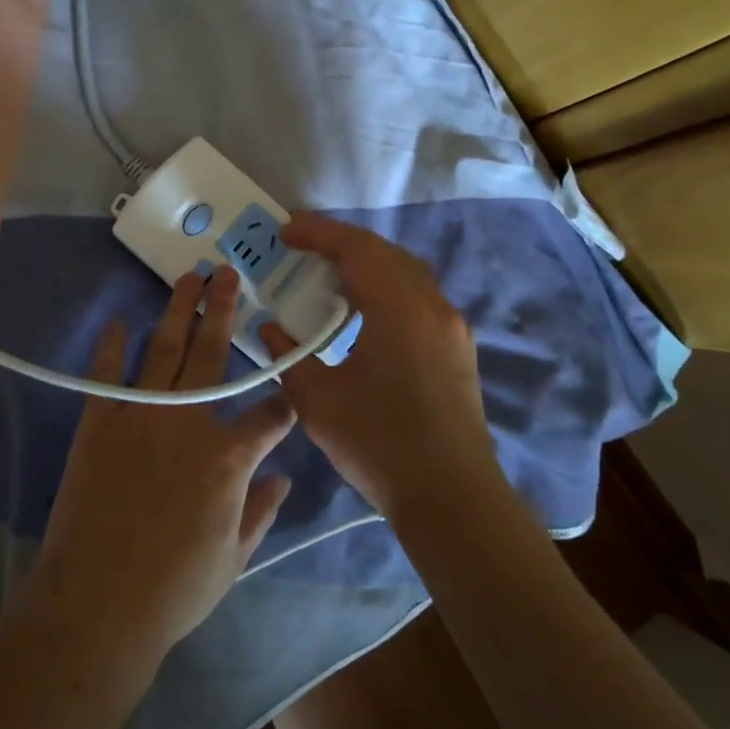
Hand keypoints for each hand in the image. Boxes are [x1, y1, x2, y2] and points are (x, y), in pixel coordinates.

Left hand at [23, 267, 297, 680]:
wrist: (97, 604)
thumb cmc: (175, 589)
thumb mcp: (234, 557)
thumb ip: (262, 511)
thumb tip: (283, 478)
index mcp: (229, 457)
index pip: (270, 415)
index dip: (285, 404)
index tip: (289, 394)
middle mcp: (189, 421)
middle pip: (212, 353)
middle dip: (224, 310)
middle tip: (227, 274)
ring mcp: (140, 416)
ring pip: (164, 350)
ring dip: (178, 311)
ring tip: (188, 278)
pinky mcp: (99, 424)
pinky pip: (107, 374)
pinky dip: (112, 345)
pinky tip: (120, 320)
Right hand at [260, 215, 500, 519]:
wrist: (452, 497)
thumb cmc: (380, 445)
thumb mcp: (317, 402)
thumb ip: (289, 356)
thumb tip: (271, 328)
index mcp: (398, 309)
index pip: (356, 249)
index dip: (318, 233)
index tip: (284, 231)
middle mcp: (431, 305)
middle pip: (384, 252)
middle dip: (341, 242)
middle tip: (301, 248)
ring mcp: (451, 326)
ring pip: (406, 271)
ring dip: (366, 263)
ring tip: (328, 275)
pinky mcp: (457, 347)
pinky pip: (418, 295)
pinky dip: (386, 286)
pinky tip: (363, 311)